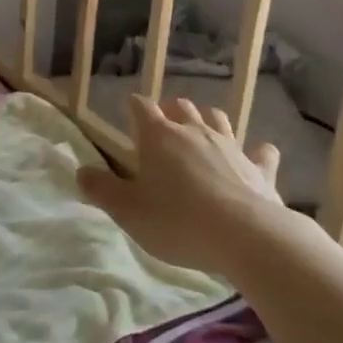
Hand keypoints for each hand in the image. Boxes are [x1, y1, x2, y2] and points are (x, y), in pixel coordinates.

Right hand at [77, 95, 282, 274]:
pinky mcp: (260, 168)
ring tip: (201, 133)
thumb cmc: (177, 221)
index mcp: (159, 136)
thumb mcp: (128, 211)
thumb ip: (101, 189)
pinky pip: (261, 152)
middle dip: (171, 111)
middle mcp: (195, 132)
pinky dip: (257, 152)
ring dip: (208, 121)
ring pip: (218, 120)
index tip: (127, 109)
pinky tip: (258, 156)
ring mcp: (231, 147)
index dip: (133, 106)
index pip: (141, 107)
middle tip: (163, 126)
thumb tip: (81, 171)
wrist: (246, 236)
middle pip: (182, 107)